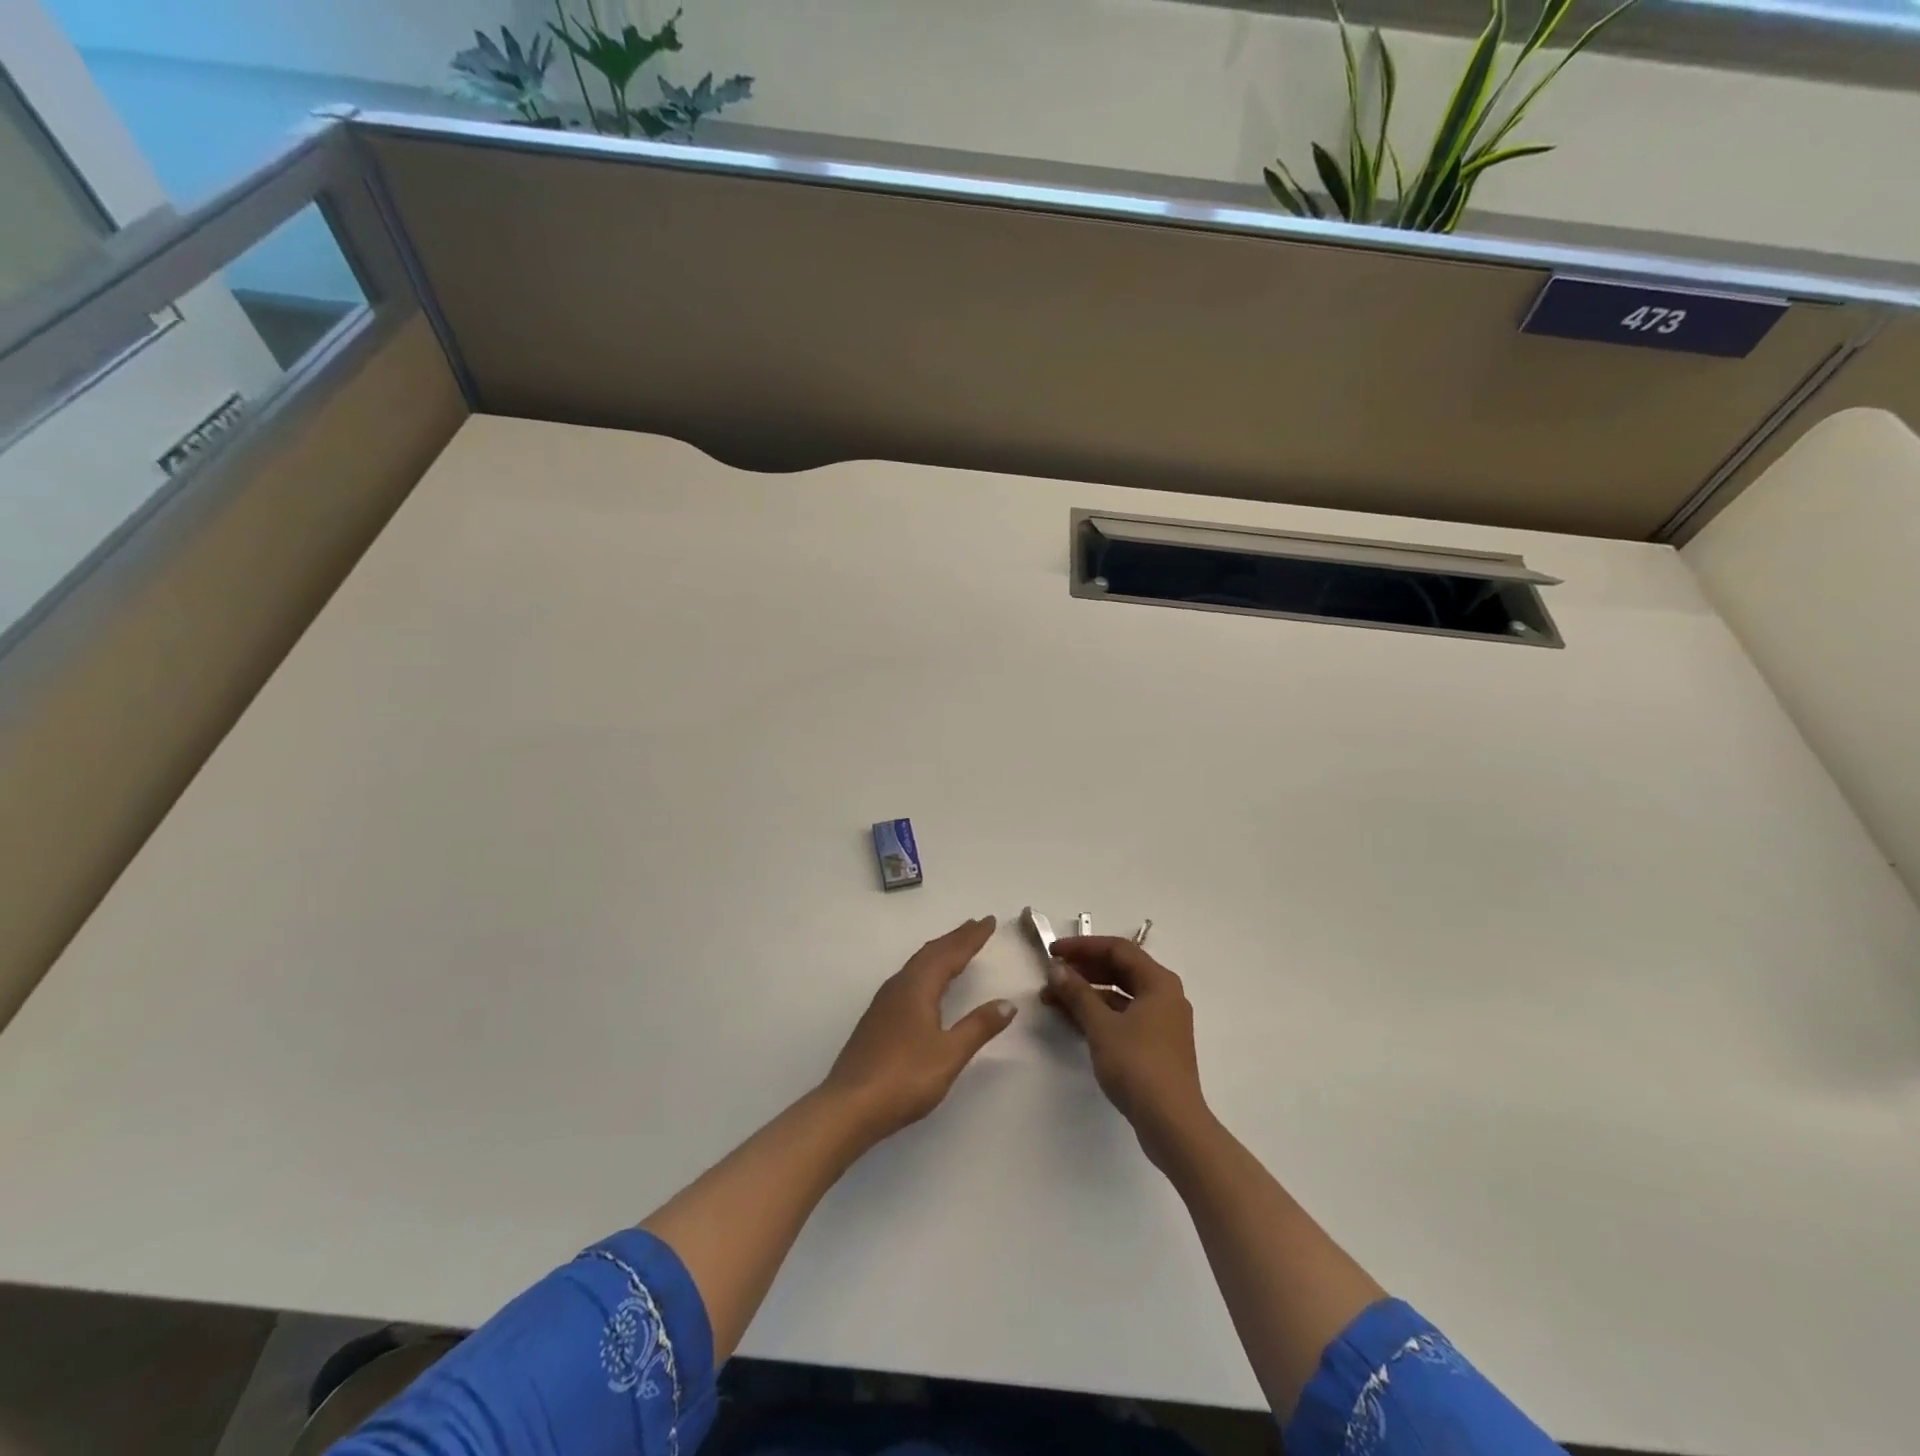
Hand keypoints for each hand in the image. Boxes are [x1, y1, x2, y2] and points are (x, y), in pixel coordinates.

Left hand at [820, 916, 1015, 1142]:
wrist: (849, 1106)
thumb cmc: (904, 1078)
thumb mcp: (949, 1054)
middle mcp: (899, 986)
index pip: (950, 954)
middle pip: (931, 953)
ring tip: (956, 947)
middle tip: (976, 926)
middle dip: (955, 938)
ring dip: (939, 952)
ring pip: (917, 964)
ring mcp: (884, 1002)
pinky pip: (909, 978)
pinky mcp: (877, 1018)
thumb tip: (1007, 1003)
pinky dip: (927, 969)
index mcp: (918, 988)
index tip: (989, 921)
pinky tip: (927, 983)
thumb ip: (979, 1027)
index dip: (971, 937)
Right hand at [1043, 936, 1209, 1162]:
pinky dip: (1099, 1014)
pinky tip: (1073, 1020)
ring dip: (1087, 994)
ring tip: (1053, 999)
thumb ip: (1077, 993)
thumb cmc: (1138, 1065)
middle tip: (1051, 975)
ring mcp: (1162, 1021)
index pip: (1117, 949)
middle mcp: (1164, 995)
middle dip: (1083, 970)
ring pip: (1120, 995)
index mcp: (1158, 982)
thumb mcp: (1101, 1026)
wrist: (1172, 1123)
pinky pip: (1123, 1016)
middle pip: (1120, 970)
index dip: (1082, 947)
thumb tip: (1056, 968)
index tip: (1052, 952)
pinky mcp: (1156, 1044)